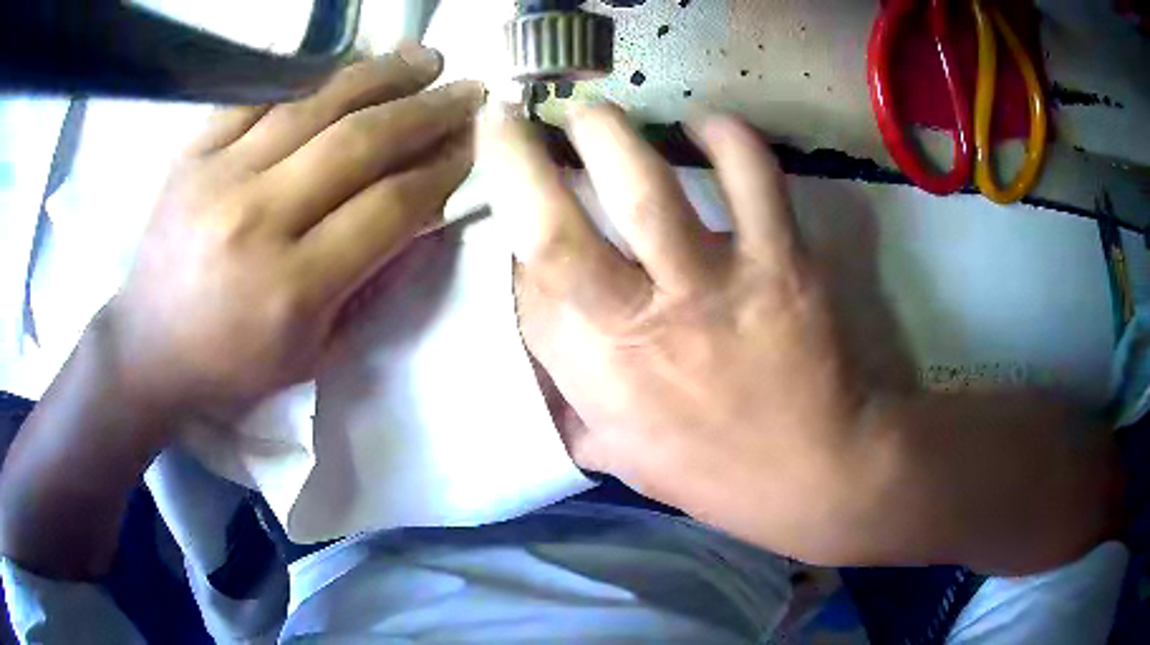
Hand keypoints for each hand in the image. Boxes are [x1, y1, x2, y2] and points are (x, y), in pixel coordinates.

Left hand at [109, 44, 484, 414]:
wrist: (147, 347)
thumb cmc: (232, 365)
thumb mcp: (315, 354)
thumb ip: (374, 285)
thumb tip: (426, 217)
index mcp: (292, 287)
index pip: (389, 207)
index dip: (441, 169)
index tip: (472, 146)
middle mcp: (256, 219)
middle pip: (359, 142)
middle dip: (426, 111)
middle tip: (467, 90)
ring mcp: (218, 175)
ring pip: (314, 103)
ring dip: (380, 75)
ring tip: (423, 59)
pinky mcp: (193, 151)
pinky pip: (260, 94)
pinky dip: (311, 75)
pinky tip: (346, 67)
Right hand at [482, 104, 877, 561]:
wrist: (816, 473)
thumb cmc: (714, 473)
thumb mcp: (621, 458)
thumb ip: (574, 413)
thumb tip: (544, 380)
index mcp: (593, 375)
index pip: (524, 283)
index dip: (510, 233)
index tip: (514, 203)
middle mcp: (637, 324)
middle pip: (551, 229)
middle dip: (515, 158)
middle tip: (510, 116)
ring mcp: (712, 286)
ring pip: (645, 187)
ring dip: (606, 132)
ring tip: (591, 111)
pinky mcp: (779, 262)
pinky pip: (752, 177)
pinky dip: (727, 137)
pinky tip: (707, 126)